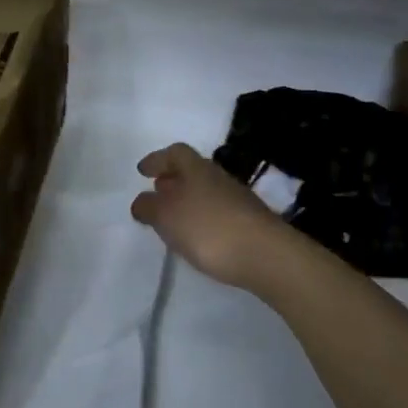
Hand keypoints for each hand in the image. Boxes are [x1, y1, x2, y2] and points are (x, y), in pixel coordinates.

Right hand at [130, 143, 291, 292]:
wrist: (265, 255)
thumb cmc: (208, 228)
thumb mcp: (167, 217)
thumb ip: (149, 207)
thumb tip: (142, 201)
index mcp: (197, 168)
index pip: (175, 153)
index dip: (157, 160)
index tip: (143, 171)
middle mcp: (218, 177)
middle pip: (192, 171)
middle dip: (172, 180)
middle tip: (157, 192)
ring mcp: (237, 199)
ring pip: (206, 192)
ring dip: (188, 201)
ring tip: (173, 219)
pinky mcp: (249, 222)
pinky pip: (217, 212)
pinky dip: (202, 218)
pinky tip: (198, 237)